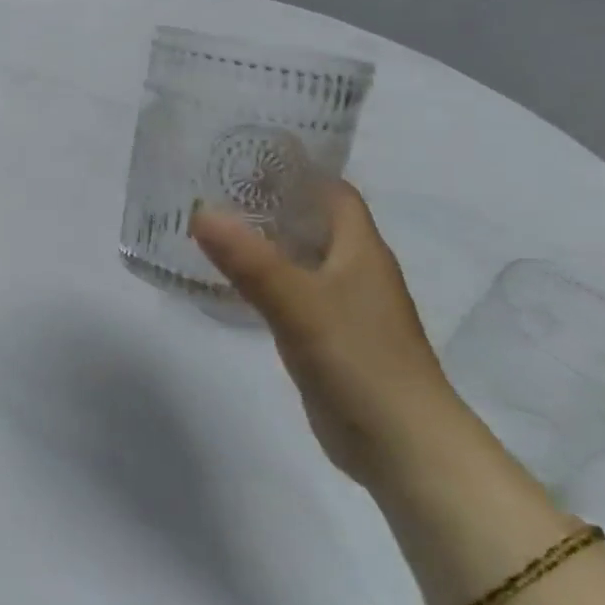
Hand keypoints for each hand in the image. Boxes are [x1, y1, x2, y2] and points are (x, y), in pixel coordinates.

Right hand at [190, 182, 473, 493]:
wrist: (404, 447)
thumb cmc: (360, 361)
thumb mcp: (298, 304)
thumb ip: (249, 259)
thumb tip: (200, 210)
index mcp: (360, 249)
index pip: (330, 191)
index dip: (293, 170)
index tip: (242, 158)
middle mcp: (355, 270)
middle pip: (311, 221)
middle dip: (266, 202)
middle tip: (210, 188)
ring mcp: (343, 306)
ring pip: (298, 257)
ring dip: (262, 241)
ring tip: (210, 226)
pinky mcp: (328, 337)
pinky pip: (291, 292)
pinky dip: (262, 279)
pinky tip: (228, 280)